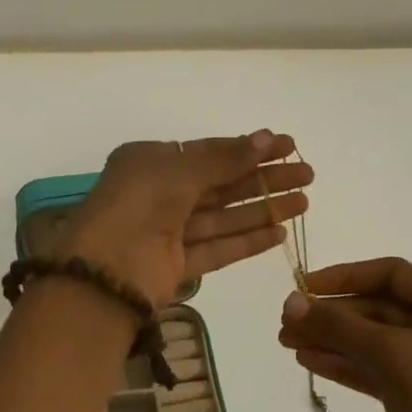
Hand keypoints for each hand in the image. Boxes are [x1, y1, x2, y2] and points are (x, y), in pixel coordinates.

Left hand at [56, 131, 311, 308]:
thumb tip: (267, 138)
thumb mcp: (179, 171)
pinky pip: (217, 249)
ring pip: (223, 217)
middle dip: (263, 179)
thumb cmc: (137, 206)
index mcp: (150, 163)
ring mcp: (168, 233)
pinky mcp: (176, 266)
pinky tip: (279, 233)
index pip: (207, 152)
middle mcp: (159, 195)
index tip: (286, 146)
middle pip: (220, 185)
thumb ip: (225, 158)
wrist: (104, 273)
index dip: (248, 149)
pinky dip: (247, 241)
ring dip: (263, 209)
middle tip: (306, 174)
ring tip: (303, 202)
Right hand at [277, 257, 411, 411]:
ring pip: (378, 343)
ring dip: (333, 341)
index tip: (302, 288)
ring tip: (288, 344)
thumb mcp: (390, 356)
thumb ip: (338, 326)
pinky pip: (381, 371)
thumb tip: (291, 302)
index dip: (343, 277)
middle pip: (382, 309)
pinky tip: (312, 363)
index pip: (392, 274)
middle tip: (285, 325)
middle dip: (333, 316)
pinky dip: (348, 366)